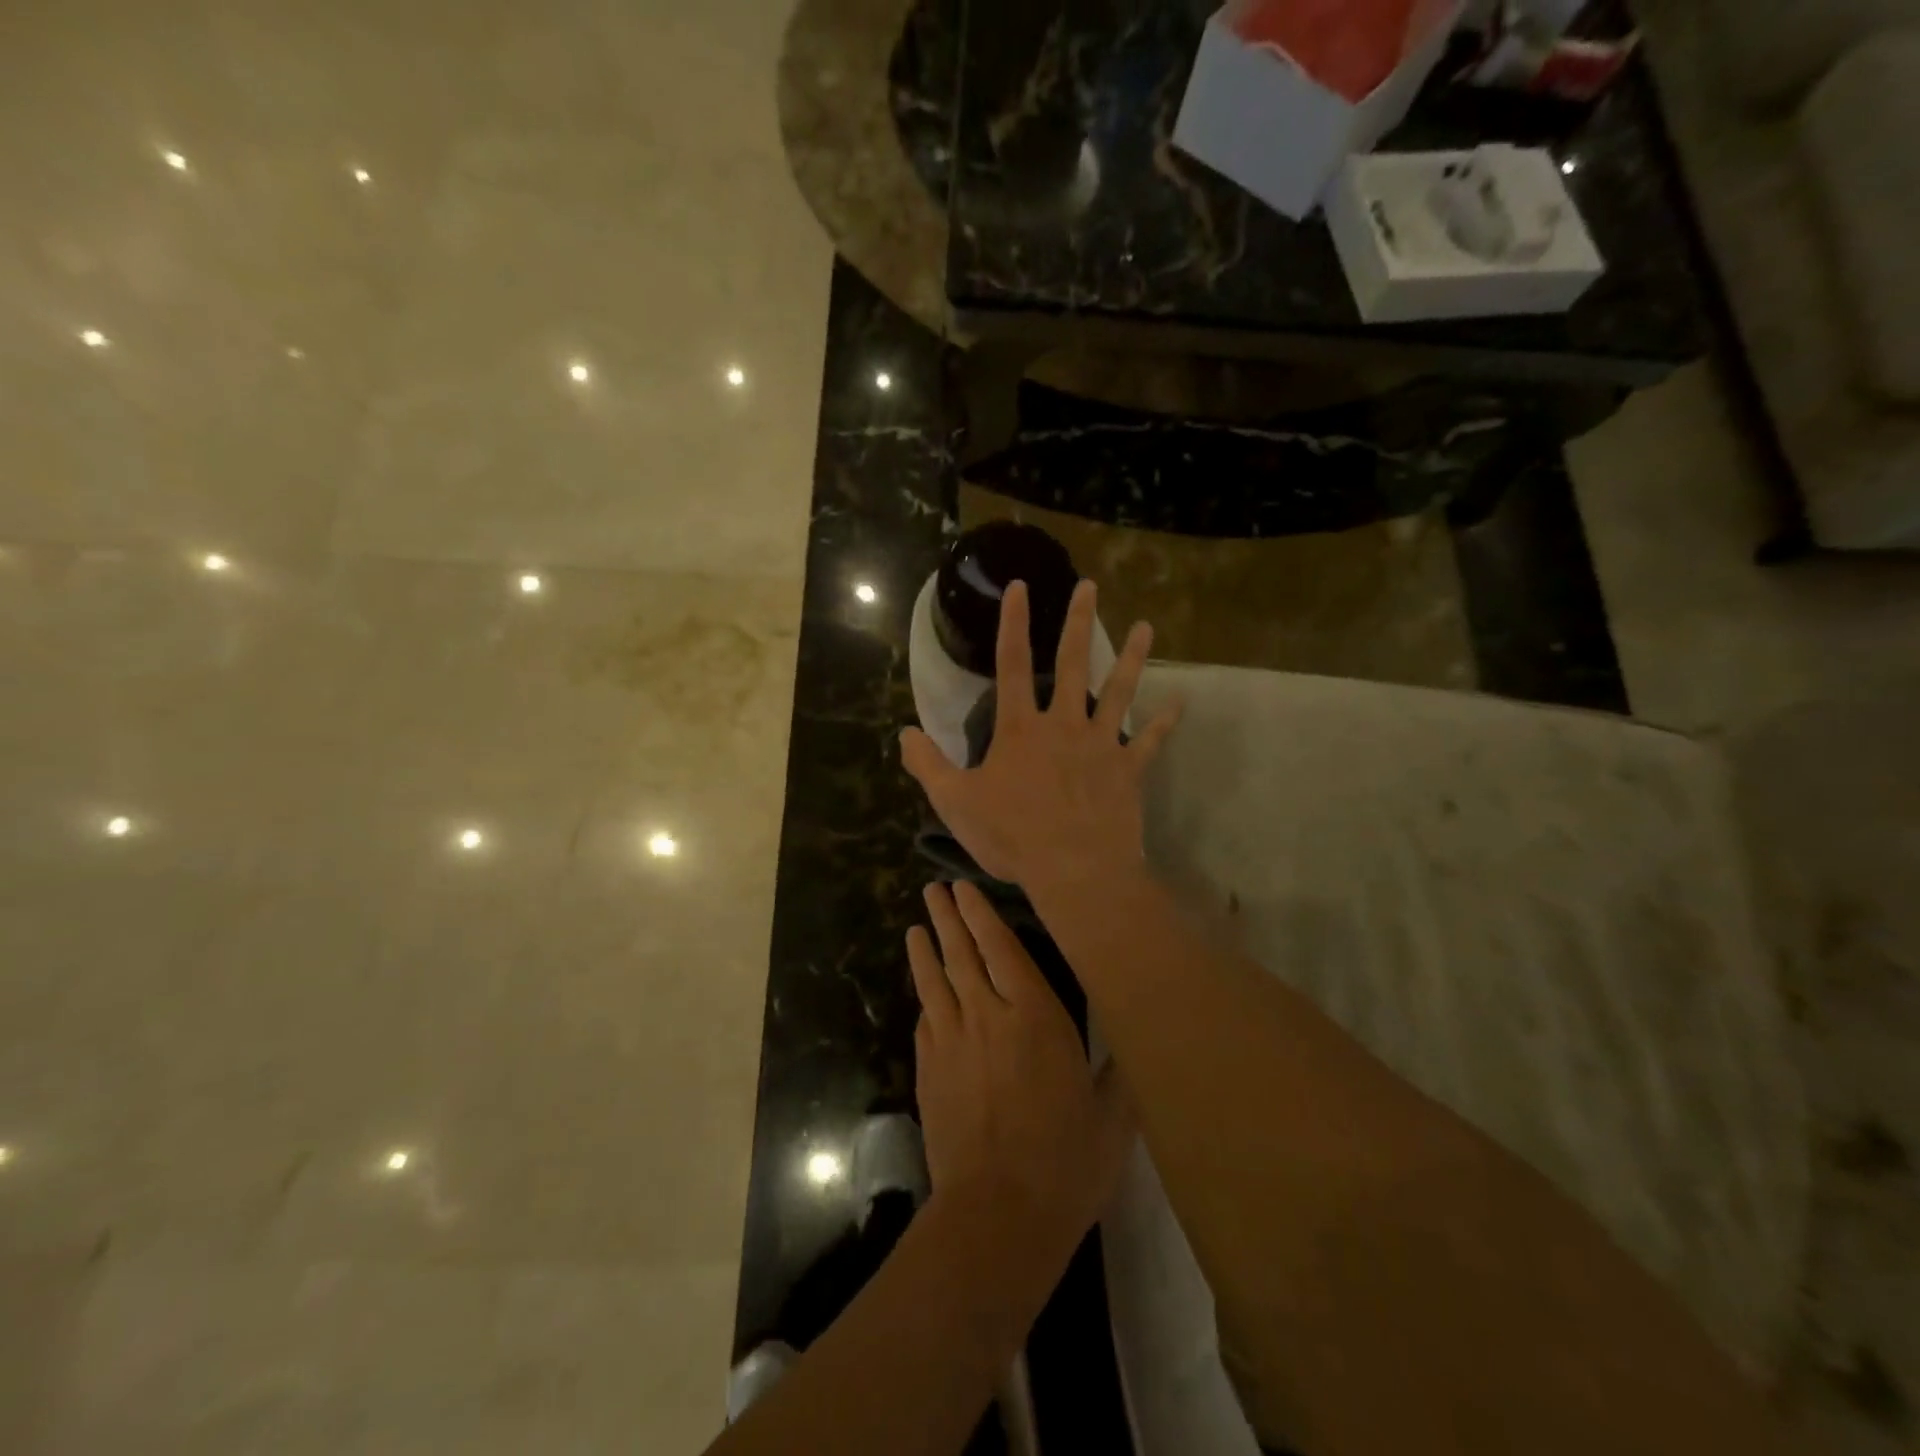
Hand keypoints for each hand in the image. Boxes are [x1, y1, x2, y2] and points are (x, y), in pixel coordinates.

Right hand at [901, 579, 1179, 893]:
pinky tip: (1180, 703)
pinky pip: (1151, 742)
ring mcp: (1101, 745)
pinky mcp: (1128, 771)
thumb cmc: (1012, 836)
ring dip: (1131, 658)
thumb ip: (928, 765)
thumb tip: (904, 734)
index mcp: (1020, 729)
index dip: (1013, 623)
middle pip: (1073, 663)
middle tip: (1090, 586)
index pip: (1012, 664)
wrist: (1074, 870)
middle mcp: (1064, 725)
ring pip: (1119, 692)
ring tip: (1145, 627)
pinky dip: (1165, 723)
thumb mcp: (954, 803)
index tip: (1020, 586)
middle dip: (1078, 621)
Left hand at [908, 881, 1134, 1254]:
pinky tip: (924, 991)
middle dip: (948, 917)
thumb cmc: (1065, 1161)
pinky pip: (925, 1018)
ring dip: (925, 948)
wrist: (997, 1214)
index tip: (965, 888)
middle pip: (961, 954)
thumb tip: (1134, 1047)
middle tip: (934, 890)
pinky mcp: (927, 1069)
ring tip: (917, 925)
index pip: (1001, 948)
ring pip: (934, 980)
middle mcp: (986, 1015)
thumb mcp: (1112, 1118)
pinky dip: (924, 997)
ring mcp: (950, 1041)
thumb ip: (1120, 1074)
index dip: (981, 915)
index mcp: (1033, 1015)